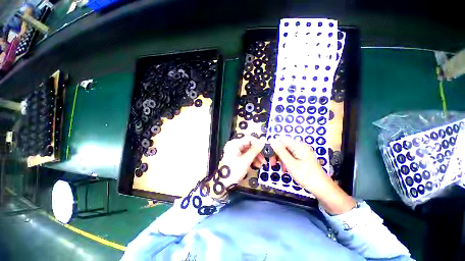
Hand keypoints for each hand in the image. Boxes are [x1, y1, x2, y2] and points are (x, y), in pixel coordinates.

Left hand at [211, 136, 265, 196]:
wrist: (224, 183)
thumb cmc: (234, 170)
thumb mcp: (246, 160)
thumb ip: (255, 149)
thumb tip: (263, 139)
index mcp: (234, 143)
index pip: (249, 139)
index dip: (258, 144)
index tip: (264, 151)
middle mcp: (234, 145)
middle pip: (249, 145)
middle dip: (257, 152)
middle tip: (264, 159)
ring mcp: (235, 151)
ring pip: (248, 151)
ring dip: (255, 157)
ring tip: (261, 164)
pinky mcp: (236, 156)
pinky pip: (245, 155)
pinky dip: (251, 159)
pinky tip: (256, 165)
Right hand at [269, 137, 328, 194]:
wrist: (322, 189)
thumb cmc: (306, 176)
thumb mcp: (291, 164)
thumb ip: (280, 151)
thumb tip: (271, 140)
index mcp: (298, 146)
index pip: (281, 139)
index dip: (273, 145)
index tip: (268, 155)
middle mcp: (300, 147)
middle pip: (283, 145)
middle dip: (276, 153)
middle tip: (272, 163)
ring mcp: (301, 152)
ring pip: (285, 151)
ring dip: (280, 158)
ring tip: (277, 167)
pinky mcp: (302, 158)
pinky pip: (290, 156)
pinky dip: (285, 161)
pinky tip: (284, 169)